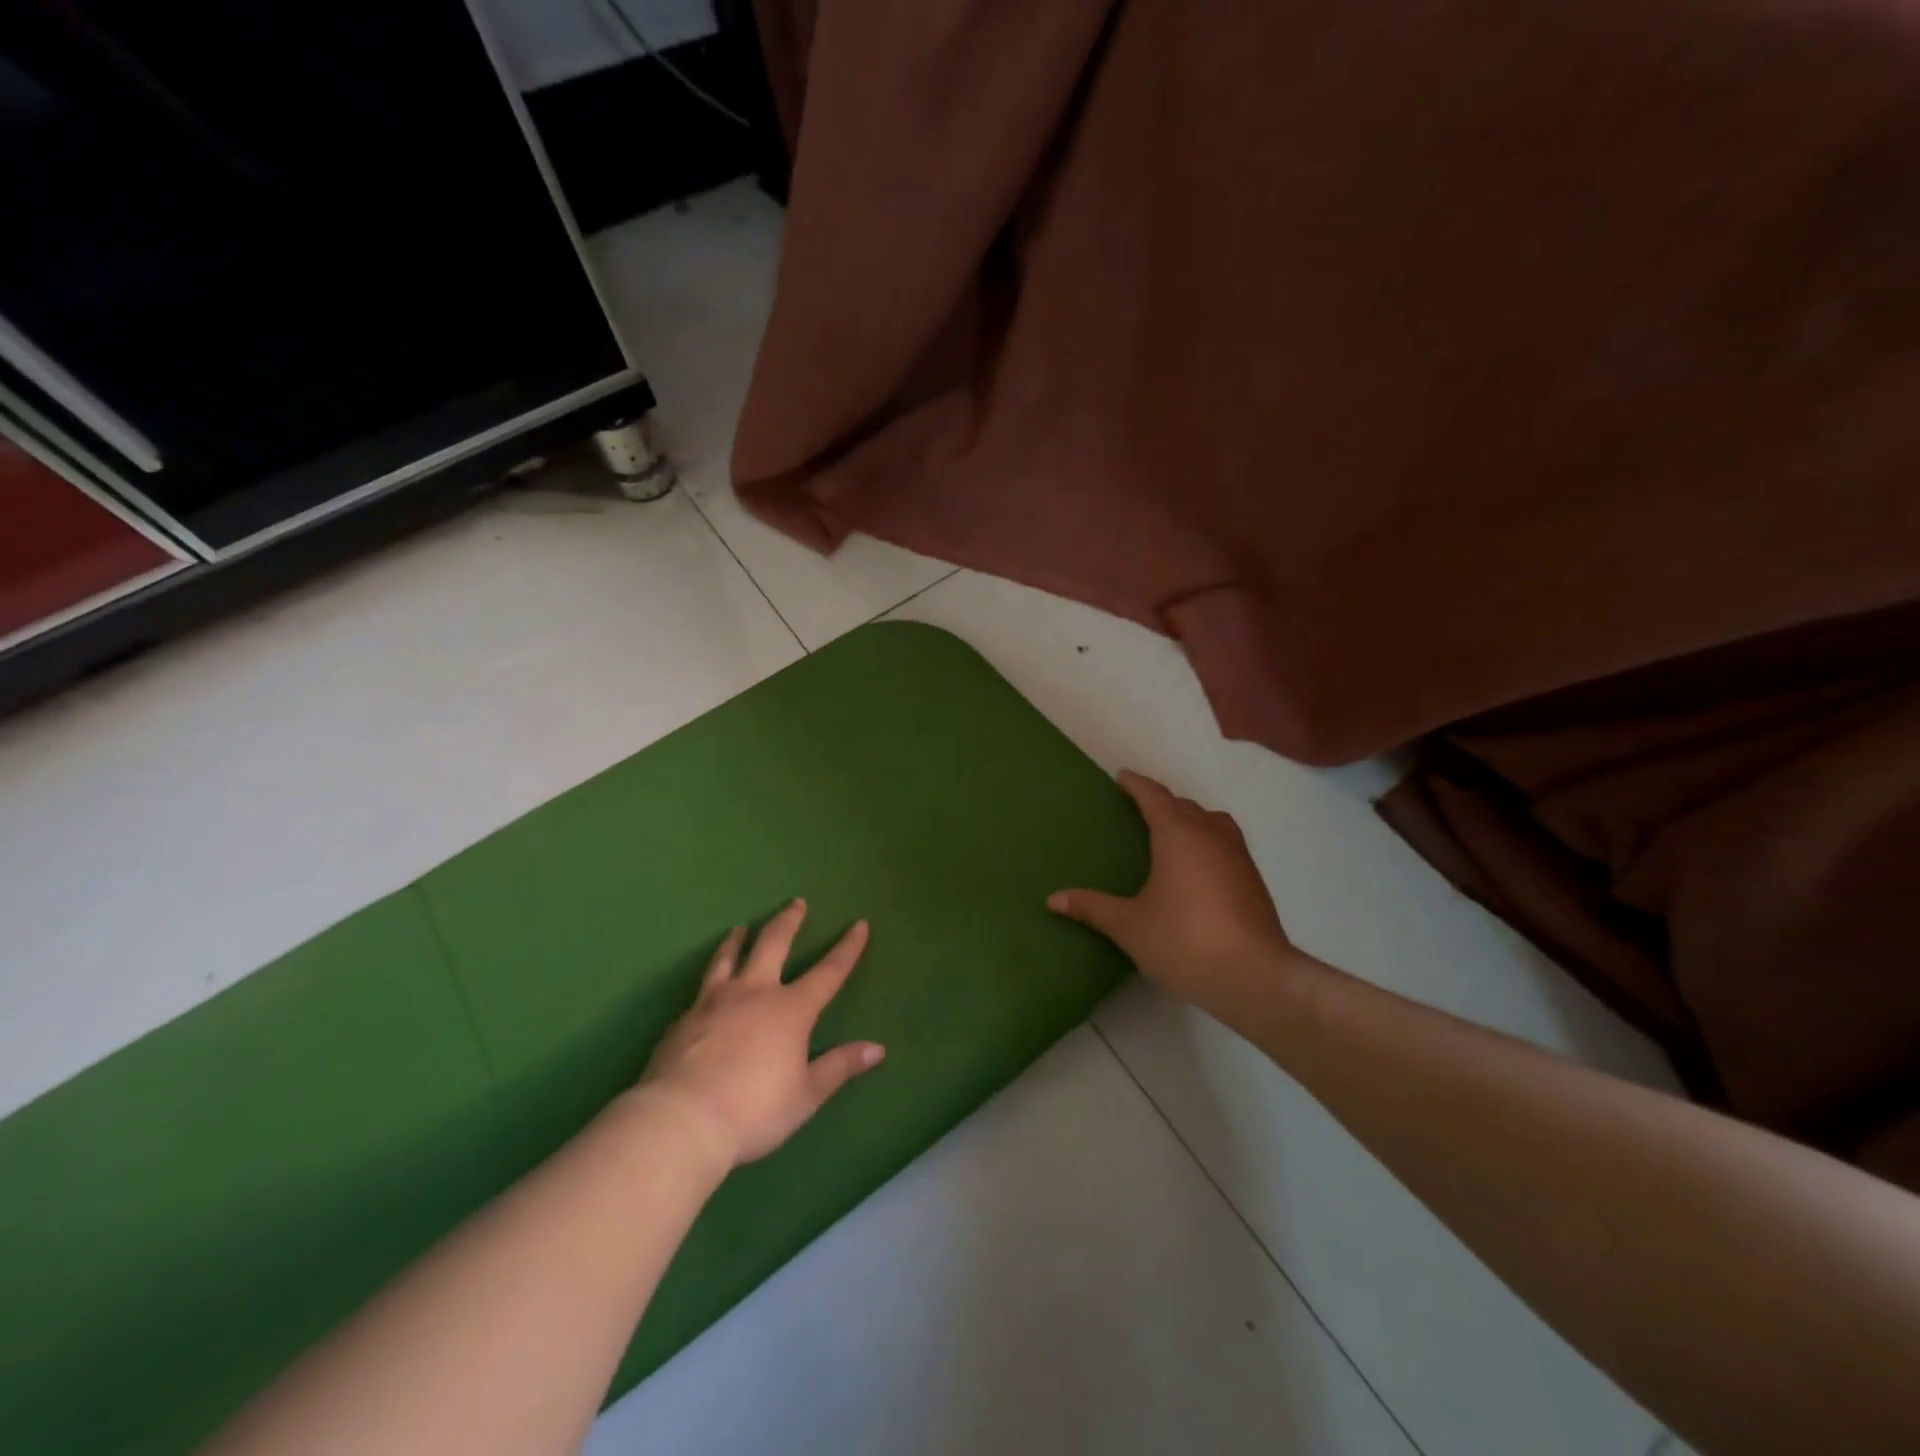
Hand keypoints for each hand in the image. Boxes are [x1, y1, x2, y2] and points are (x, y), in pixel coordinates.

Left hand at [637, 900, 883, 1167]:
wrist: (682, 1120)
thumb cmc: (754, 1110)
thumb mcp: (806, 1094)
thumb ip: (839, 1067)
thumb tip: (877, 1049)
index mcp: (791, 1010)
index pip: (828, 972)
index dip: (847, 948)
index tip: (859, 924)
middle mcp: (754, 993)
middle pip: (773, 943)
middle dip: (788, 921)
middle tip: (795, 903)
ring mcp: (714, 1002)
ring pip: (728, 958)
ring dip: (737, 939)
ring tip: (739, 928)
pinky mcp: (684, 1019)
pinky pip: (700, 990)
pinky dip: (710, 980)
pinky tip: (706, 991)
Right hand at [1049, 771, 1301, 1008]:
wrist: (1254, 976)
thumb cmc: (1184, 941)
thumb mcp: (1129, 926)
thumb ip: (1092, 908)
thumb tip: (1053, 899)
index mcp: (1178, 835)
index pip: (1154, 796)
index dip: (1136, 784)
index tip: (1121, 777)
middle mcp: (1210, 835)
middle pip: (1184, 805)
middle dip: (1161, 802)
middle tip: (1139, 809)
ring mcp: (1238, 856)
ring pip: (1212, 821)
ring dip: (1191, 819)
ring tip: (1172, 834)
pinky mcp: (1254, 879)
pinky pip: (1226, 843)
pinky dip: (1208, 841)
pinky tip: (1197, 868)